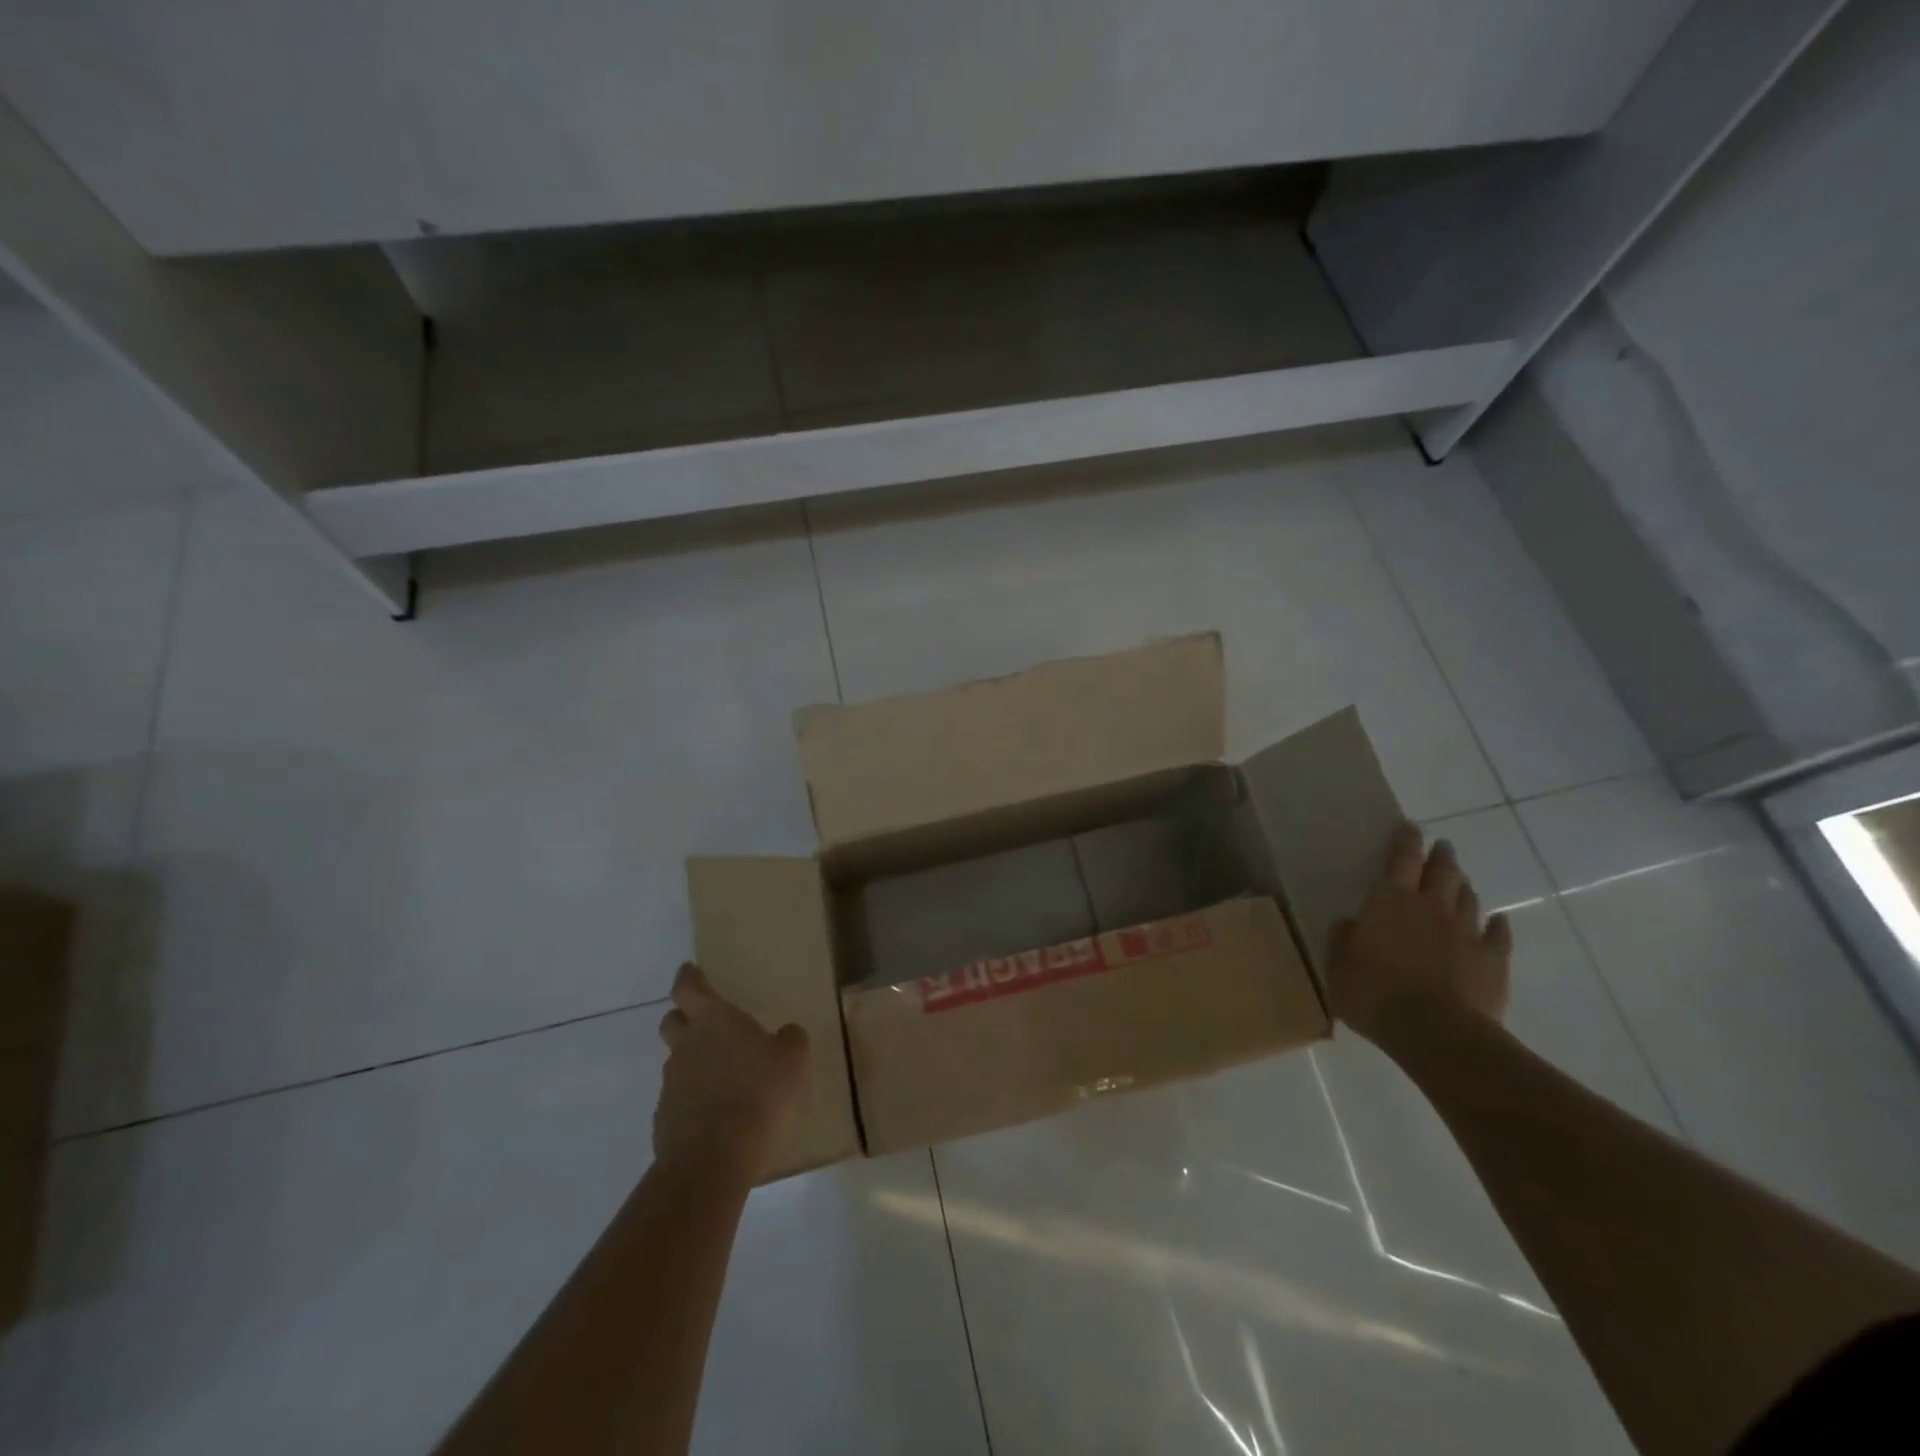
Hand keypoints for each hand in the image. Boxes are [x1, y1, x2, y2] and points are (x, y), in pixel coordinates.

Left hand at [655, 963, 809, 1180]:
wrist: (713, 1159)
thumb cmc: (758, 1093)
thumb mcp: (793, 1059)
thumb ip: (790, 1040)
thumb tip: (786, 1034)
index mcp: (713, 1019)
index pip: (688, 987)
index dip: (689, 977)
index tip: (690, 971)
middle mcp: (686, 1045)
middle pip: (672, 1020)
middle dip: (684, 1017)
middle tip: (705, 1022)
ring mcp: (671, 1084)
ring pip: (676, 1062)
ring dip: (693, 1062)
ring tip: (721, 1076)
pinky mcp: (664, 1121)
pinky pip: (678, 1099)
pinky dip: (692, 1099)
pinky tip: (716, 1114)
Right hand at [1327, 824, 1513, 1043]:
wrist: (1437, 1033)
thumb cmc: (1375, 996)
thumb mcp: (1338, 969)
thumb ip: (1342, 942)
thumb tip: (1349, 924)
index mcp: (1390, 902)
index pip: (1401, 860)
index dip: (1405, 841)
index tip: (1409, 827)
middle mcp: (1431, 907)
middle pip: (1442, 872)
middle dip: (1441, 857)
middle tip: (1441, 847)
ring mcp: (1466, 932)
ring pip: (1469, 898)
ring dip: (1463, 886)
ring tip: (1460, 882)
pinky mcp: (1493, 960)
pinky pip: (1498, 934)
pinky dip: (1497, 924)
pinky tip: (1497, 921)